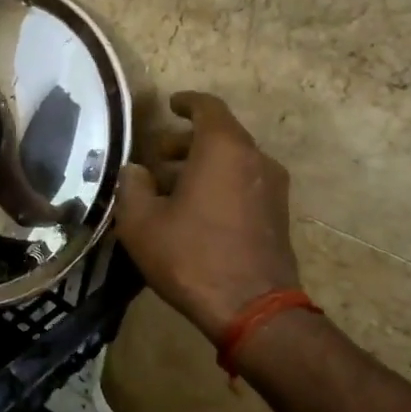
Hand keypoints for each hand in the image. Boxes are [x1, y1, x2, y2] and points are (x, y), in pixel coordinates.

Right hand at [115, 92, 300, 343]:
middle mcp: (254, 159)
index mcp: (223, 148)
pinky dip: (220, 183)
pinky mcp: (278, 214)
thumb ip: (132, 186)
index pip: (207, 107)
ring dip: (202, 165)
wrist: (253, 309)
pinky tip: (194, 210)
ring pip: (233, 161)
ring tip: (170, 187)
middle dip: (186, 141)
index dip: (186, 102)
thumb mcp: (141, 222)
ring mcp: (272, 187)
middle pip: (220, 135)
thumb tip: (135, 171)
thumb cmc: (191, 256)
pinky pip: (244, 183)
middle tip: (156, 157)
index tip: (170, 105)